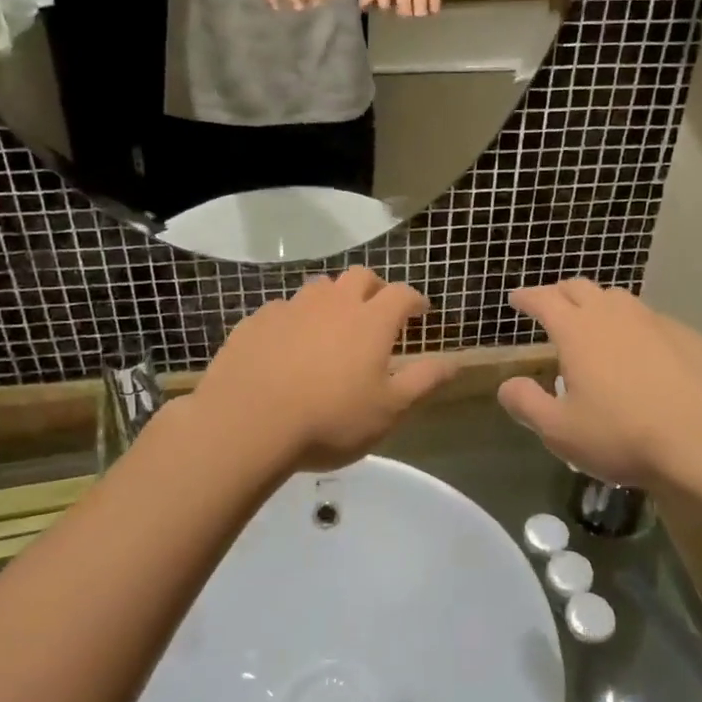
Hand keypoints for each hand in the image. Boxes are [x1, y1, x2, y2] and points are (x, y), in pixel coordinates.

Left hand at [190, 268, 458, 473]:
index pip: (401, 294)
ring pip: (319, 288)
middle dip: (374, 288)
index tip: (420, 311)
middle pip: (359, 277)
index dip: (415, 299)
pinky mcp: (256, 321)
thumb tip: (455, 361)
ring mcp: (291, 308)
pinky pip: (283, 309)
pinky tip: (288, 345)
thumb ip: (423, 381)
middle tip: (377, 311)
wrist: (247, 424)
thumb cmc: (329, 420)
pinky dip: (295, 319)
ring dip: (333, 299)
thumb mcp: (388, 410)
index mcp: (370, 320)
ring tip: (332, 325)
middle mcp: (332, 303)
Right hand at [498, 280, 701, 491]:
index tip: (516, 299)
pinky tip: (641, 350)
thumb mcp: (560, 431)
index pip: (543, 299)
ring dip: (599, 304)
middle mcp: (613, 314)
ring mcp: (654, 321)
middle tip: (552, 306)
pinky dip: (635, 326)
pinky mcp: (687, 336)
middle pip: (580, 287)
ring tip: (595, 324)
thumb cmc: (622, 435)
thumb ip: (526, 404)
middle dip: (560, 293)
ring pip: (618, 298)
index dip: (527, 297)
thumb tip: (507, 385)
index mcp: (577, 330)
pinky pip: (651, 320)